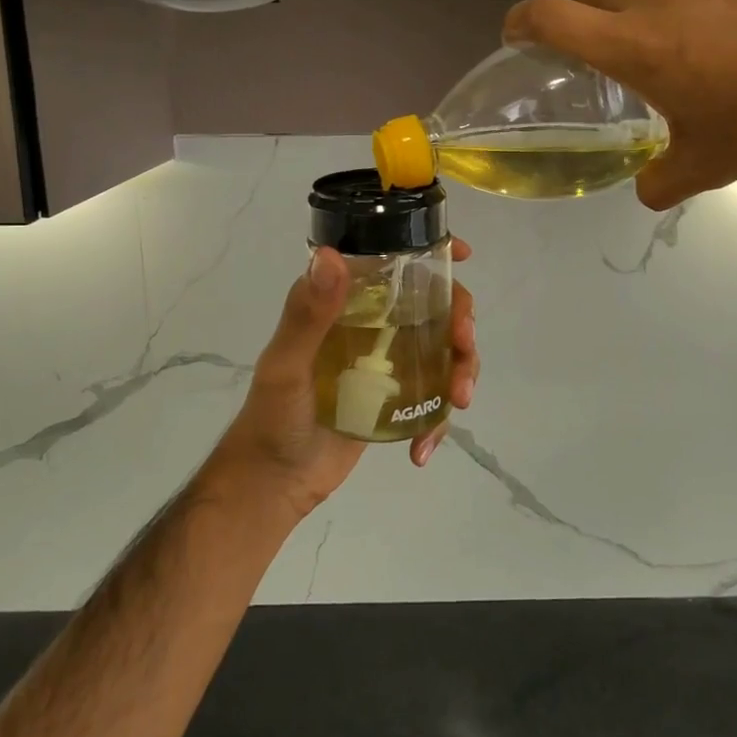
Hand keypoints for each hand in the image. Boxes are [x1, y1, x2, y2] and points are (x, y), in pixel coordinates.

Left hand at [213, 239, 479, 517]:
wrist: (274, 483)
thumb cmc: (272, 417)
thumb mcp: (287, 365)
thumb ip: (308, 315)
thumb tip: (331, 256)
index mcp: (345, 304)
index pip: (392, 264)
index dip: (432, 253)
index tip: (464, 255)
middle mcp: (371, 324)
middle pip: (434, 306)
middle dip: (460, 322)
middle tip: (463, 346)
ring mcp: (388, 361)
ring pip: (444, 349)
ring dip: (462, 370)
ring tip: (458, 401)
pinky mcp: (397, 397)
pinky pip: (434, 396)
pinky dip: (439, 420)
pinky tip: (422, 448)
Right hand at [504, 0, 736, 208]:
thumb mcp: (707, 168)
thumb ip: (658, 182)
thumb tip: (644, 189)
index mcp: (637, 45)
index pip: (551, 16)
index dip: (522, 22)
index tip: (517, 35)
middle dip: (583, 14)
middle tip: (599, 46)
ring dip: (641, 1)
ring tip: (670, 33)